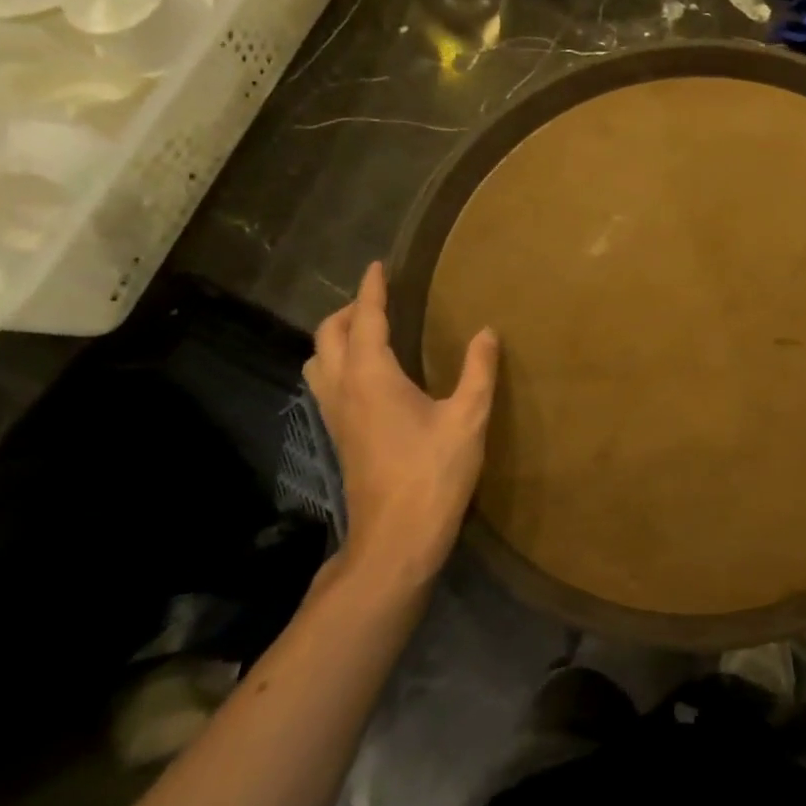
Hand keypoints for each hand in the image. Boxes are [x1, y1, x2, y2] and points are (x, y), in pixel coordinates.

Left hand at [304, 262, 498, 598]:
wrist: (396, 538)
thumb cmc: (433, 473)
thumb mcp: (468, 418)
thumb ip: (478, 370)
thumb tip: (487, 332)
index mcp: (372, 377)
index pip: (365, 319)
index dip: (372, 290)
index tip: (378, 266)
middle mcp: (343, 389)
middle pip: (328, 335)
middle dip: (348, 310)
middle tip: (378, 299)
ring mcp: (334, 415)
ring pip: (318, 361)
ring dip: (336, 337)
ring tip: (368, 331)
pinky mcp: (339, 436)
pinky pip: (326, 383)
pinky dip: (338, 362)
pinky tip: (368, 375)